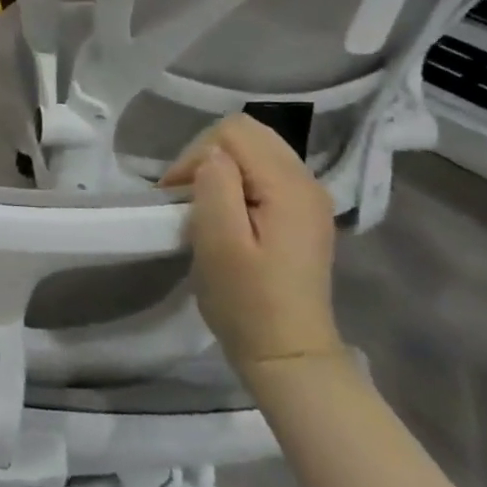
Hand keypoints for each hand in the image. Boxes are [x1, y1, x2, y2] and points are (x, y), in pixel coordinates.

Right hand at [161, 115, 342, 379]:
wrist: (287, 355)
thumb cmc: (248, 301)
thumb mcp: (220, 241)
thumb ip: (216, 186)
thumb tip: (211, 156)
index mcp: (289, 186)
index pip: (234, 131)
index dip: (196, 154)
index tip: (179, 195)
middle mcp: (307, 182)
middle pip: (248, 133)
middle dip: (207, 154)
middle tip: (187, 195)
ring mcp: (307, 198)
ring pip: (255, 150)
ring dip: (220, 168)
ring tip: (202, 203)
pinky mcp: (300, 213)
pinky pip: (262, 172)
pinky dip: (236, 181)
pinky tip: (225, 213)